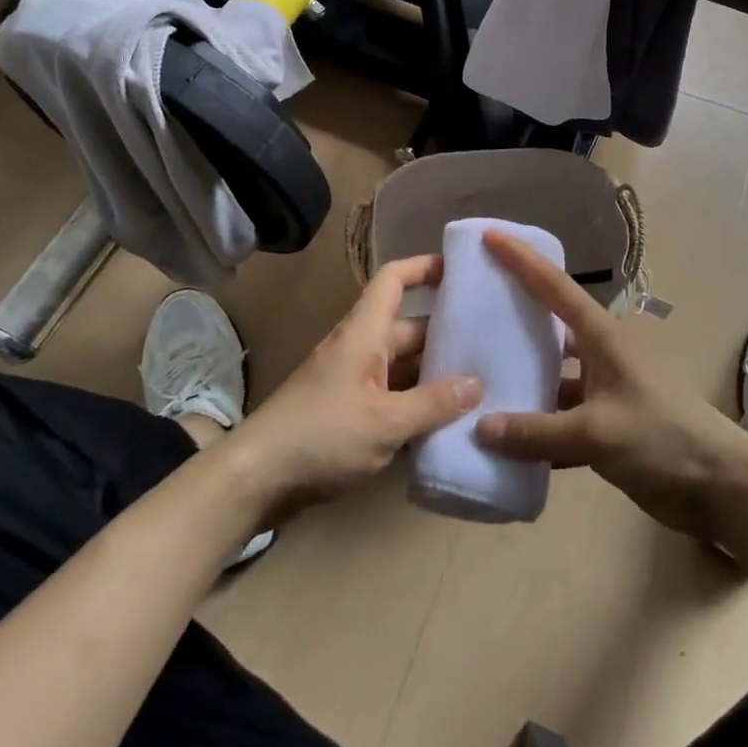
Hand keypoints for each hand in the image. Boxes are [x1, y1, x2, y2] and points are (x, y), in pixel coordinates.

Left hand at [227, 256, 482, 519]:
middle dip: (446, 335)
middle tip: (492, 345)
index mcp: (364, 333)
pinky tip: (446, 426)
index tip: (460, 269)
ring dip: (434, 376)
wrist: (256, 479)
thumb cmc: (321, 436)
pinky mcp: (347, 413)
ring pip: (402, 368)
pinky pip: (391, 398)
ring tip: (481, 387)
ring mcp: (351, 382)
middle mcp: (359, 349)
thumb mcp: (385, 422)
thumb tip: (476, 383)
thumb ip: (433, 403)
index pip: (394, 279)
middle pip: (408, 328)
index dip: (424, 266)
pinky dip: (415, 406)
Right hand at [474, 232, 747, 538]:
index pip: (554, 285)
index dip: (521, 259)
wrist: (722, 487)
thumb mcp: (598, 432)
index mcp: (601, 336)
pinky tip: (503, 437)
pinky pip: (559, 418)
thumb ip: (537, 431)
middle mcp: (599, 354)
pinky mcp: (606, 426)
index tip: (489, 236)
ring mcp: (604, 390)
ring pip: (552, 374)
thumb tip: (480, 427)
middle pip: (550, 325)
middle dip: (514, 313)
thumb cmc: (663, 438)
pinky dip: (535, 425)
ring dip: (522, 377)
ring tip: (475, 374)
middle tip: (470, 305)